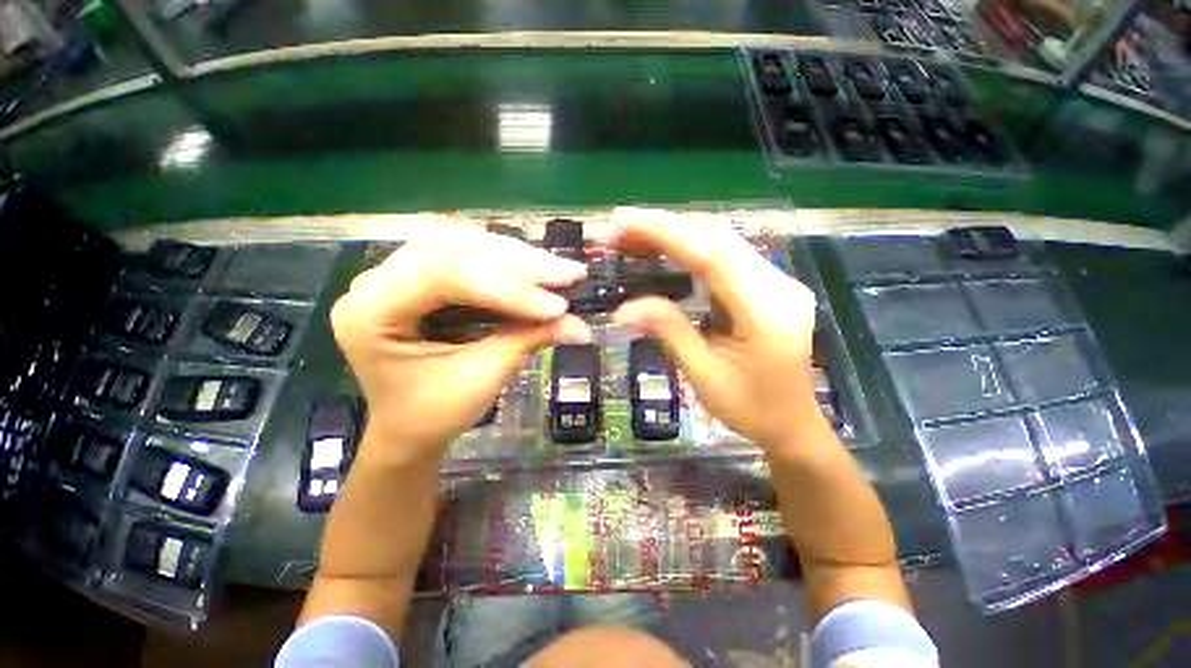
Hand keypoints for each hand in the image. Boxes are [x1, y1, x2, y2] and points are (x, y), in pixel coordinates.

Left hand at [331, 230, 591, 462]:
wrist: (407, 427)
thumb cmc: (433, 413)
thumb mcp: (481, 379)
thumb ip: (528, 341)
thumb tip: (582, 327)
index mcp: (371, 312)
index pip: (444, 275)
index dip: (508, 287)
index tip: (559, 306)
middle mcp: (377, 281)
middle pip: (455, 249)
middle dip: (520, 264)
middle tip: (570, 275)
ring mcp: (398, 273)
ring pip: (465, 244)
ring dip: (518, 258)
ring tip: (559, 272)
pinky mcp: (423, 275)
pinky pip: (468, 255)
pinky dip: (508, 263)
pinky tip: (535, 271)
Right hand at [609, 208, 822, 452]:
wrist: (792, 423)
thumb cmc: (751, 409)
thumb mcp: (704, 376)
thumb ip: (669, 333)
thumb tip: (623, 309)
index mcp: (765, 313)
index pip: (712, 255)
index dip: (666, 233)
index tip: (624, 222)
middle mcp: (778, 286)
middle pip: (717, 239)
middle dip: (664, 229)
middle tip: (618, 231)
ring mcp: (777, 282)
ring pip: (720, 242)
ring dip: (674, 236)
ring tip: (631, 238)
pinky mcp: (767, 286)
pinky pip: (724, 257)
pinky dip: (688, 249)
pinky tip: (661, 252)